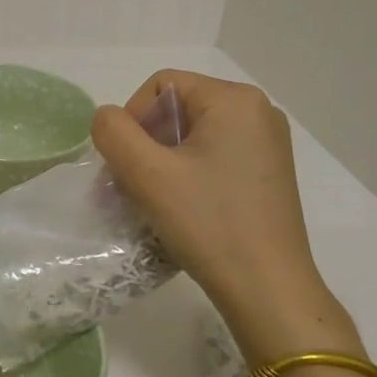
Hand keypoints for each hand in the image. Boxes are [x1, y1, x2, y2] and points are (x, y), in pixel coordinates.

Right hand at [92, 72, 356, 360]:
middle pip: (178, 110)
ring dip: (160, 162)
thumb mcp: (147, 174)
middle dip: (144, 144)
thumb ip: (114, 133)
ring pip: (193, 136)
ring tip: (148, 200)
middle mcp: (258, 112)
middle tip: (127, 186)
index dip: (131, 119)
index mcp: (235, 100)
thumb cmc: (208, 223)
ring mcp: (268, 144)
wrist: (268, 290)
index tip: (124, 164)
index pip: (161, 86)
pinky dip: (186, 174)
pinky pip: (213, 157)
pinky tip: (178, 208)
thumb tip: (108, 118)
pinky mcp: (268, 174)